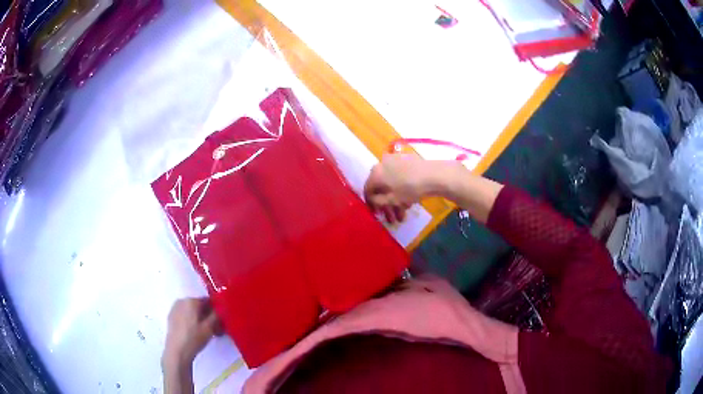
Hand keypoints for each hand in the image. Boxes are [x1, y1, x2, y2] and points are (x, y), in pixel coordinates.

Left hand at [162, 298, 220, 369]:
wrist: (177, 351)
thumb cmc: (194, 338)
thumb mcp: (210, 328)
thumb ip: (217, 315)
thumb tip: (221, 308)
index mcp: (191, 300)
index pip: (208, 300)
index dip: (216, 310)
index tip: (221, 320)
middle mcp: (182, 301)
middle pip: (199, 305)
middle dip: (207, 314)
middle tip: (215, 327)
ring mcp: (175, 308)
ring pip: (191, 310)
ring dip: (199, 317)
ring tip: (205, 331)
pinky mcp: (171, 317)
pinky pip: (184, 315)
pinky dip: (191, 320)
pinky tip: (194, 332)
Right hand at [364, 154, 456, 223]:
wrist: (434, 175)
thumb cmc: (409, 189)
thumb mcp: (391, 200)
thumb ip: (377, 202)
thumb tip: (373, 201)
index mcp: (375, 173)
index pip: (367, 190)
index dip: (371, 205)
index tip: (377, 215)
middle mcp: (382, 164)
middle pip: (381, 187)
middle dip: (386, 205)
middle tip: (392, 218)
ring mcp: (395, 161)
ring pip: (391, 184)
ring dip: (395, 200)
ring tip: (403, 214)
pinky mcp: (407, 161)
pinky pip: (399, 178)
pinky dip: (401, 190)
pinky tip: (409, 202)